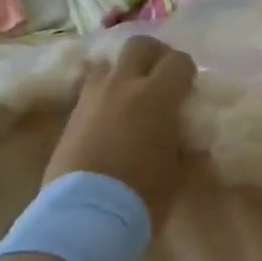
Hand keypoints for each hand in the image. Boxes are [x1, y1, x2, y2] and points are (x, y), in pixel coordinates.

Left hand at [46, 35, 197, 228]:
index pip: (178, 61)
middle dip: (155, 54)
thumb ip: (184, 146)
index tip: (190, 89)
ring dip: (124, 73)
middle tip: (162, 76)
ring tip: (132, 97)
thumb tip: (187, 138)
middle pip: (139, 45)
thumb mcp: (177, 173)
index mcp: (156, 96)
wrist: (85, 214)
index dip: (187, 71)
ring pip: (109, 64)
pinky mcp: (72, 115)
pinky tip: (111, 118)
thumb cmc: (141, 195)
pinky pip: (91, 90)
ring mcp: (92, 97)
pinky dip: (105, 95)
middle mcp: (122, 85)